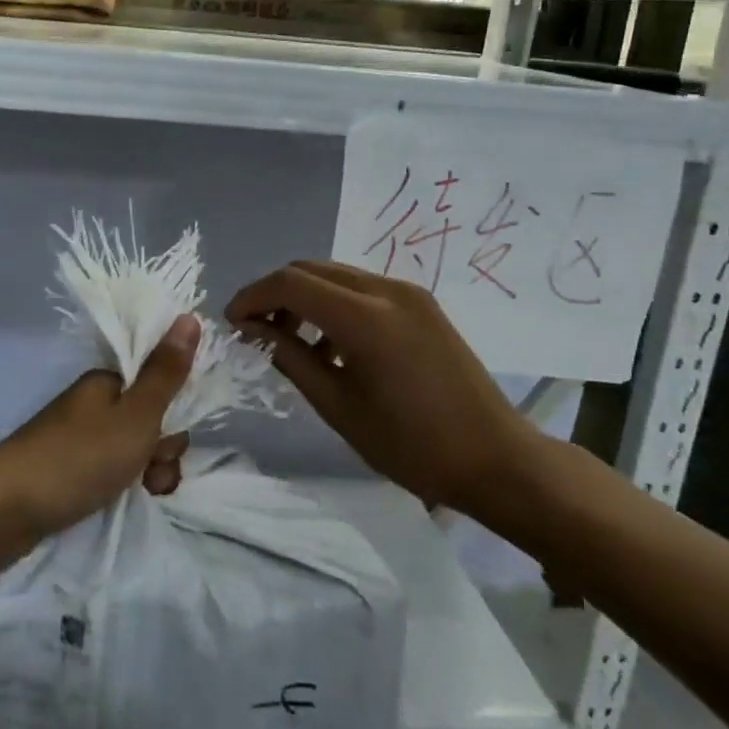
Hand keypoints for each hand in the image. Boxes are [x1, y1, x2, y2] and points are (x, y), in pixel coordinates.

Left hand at [0, 315, 199, 537]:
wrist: (7, 509)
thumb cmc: (79, 456)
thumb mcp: (136, 415)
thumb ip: (166, 372)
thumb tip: (190, 316)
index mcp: (109, 382)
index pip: (160, 384)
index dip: (176, 411)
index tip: (171, 438)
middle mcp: (95, 403)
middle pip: (151, 419)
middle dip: (163, 448)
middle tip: (152, 471)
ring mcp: (81, 437)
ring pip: (135, 448)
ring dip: (150, 471)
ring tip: (142, 492)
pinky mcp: (70, 469)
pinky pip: (113, 470)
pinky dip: (125, 484)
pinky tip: (126, 500)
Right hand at [226, 261, 540, 517]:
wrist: (495, 459)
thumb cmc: (411, 444)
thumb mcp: (337, 405)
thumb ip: (289, 357)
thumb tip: (252, 330)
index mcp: (365, 317)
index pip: (290, 283)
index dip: (253, 296)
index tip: (232, 323)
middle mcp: (386, 290)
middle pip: (311, 269)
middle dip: (275, 293)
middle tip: (256, 330)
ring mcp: (408, 293)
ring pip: (336, 275)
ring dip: (305, 297)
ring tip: (292, 342)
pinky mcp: (422, 304)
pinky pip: (362, 289)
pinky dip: (335, 304)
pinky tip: (332, 345)